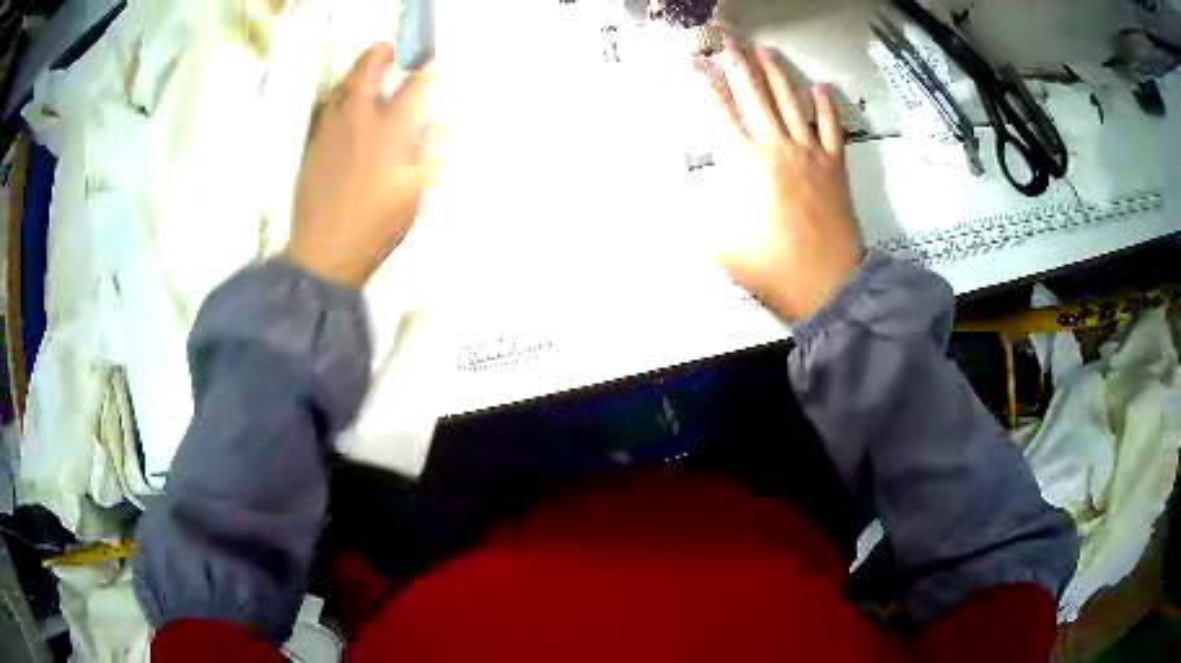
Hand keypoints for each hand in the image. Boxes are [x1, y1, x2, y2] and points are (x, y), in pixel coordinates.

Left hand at [288, 43, 436, 288]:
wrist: (325, 253)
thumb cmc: (376, 228)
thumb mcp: (415, 194)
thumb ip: (428, 151)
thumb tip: (436, 120)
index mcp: (391, 136)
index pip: (414, 89)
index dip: (426, 71)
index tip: (431, 63)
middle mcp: (360, 123)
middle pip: (369, 72)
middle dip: (383, 54)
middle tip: (393, 49)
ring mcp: (332, 131)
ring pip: (343, 85)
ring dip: (359, 70)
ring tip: (369, 68)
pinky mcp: (314, 143)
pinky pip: (325, 106)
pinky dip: (338, 93)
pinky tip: (343, 98)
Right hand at [703, 39, 863, 321]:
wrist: (830, 286)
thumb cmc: (774, 268)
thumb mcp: (724, 250)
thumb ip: (697, 226)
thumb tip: (670, 216)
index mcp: (748, 165)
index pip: (721, 113)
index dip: (706, 85)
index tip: (696, 61)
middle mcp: (778, 148)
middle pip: (756, 96)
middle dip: (740, 64)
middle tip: (730, 39)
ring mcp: (811, 154)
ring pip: (793, 103)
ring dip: (778, 74)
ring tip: (766, 50)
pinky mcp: (836, 166)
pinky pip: (832, 128)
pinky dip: (826, 106)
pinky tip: (820, 87)